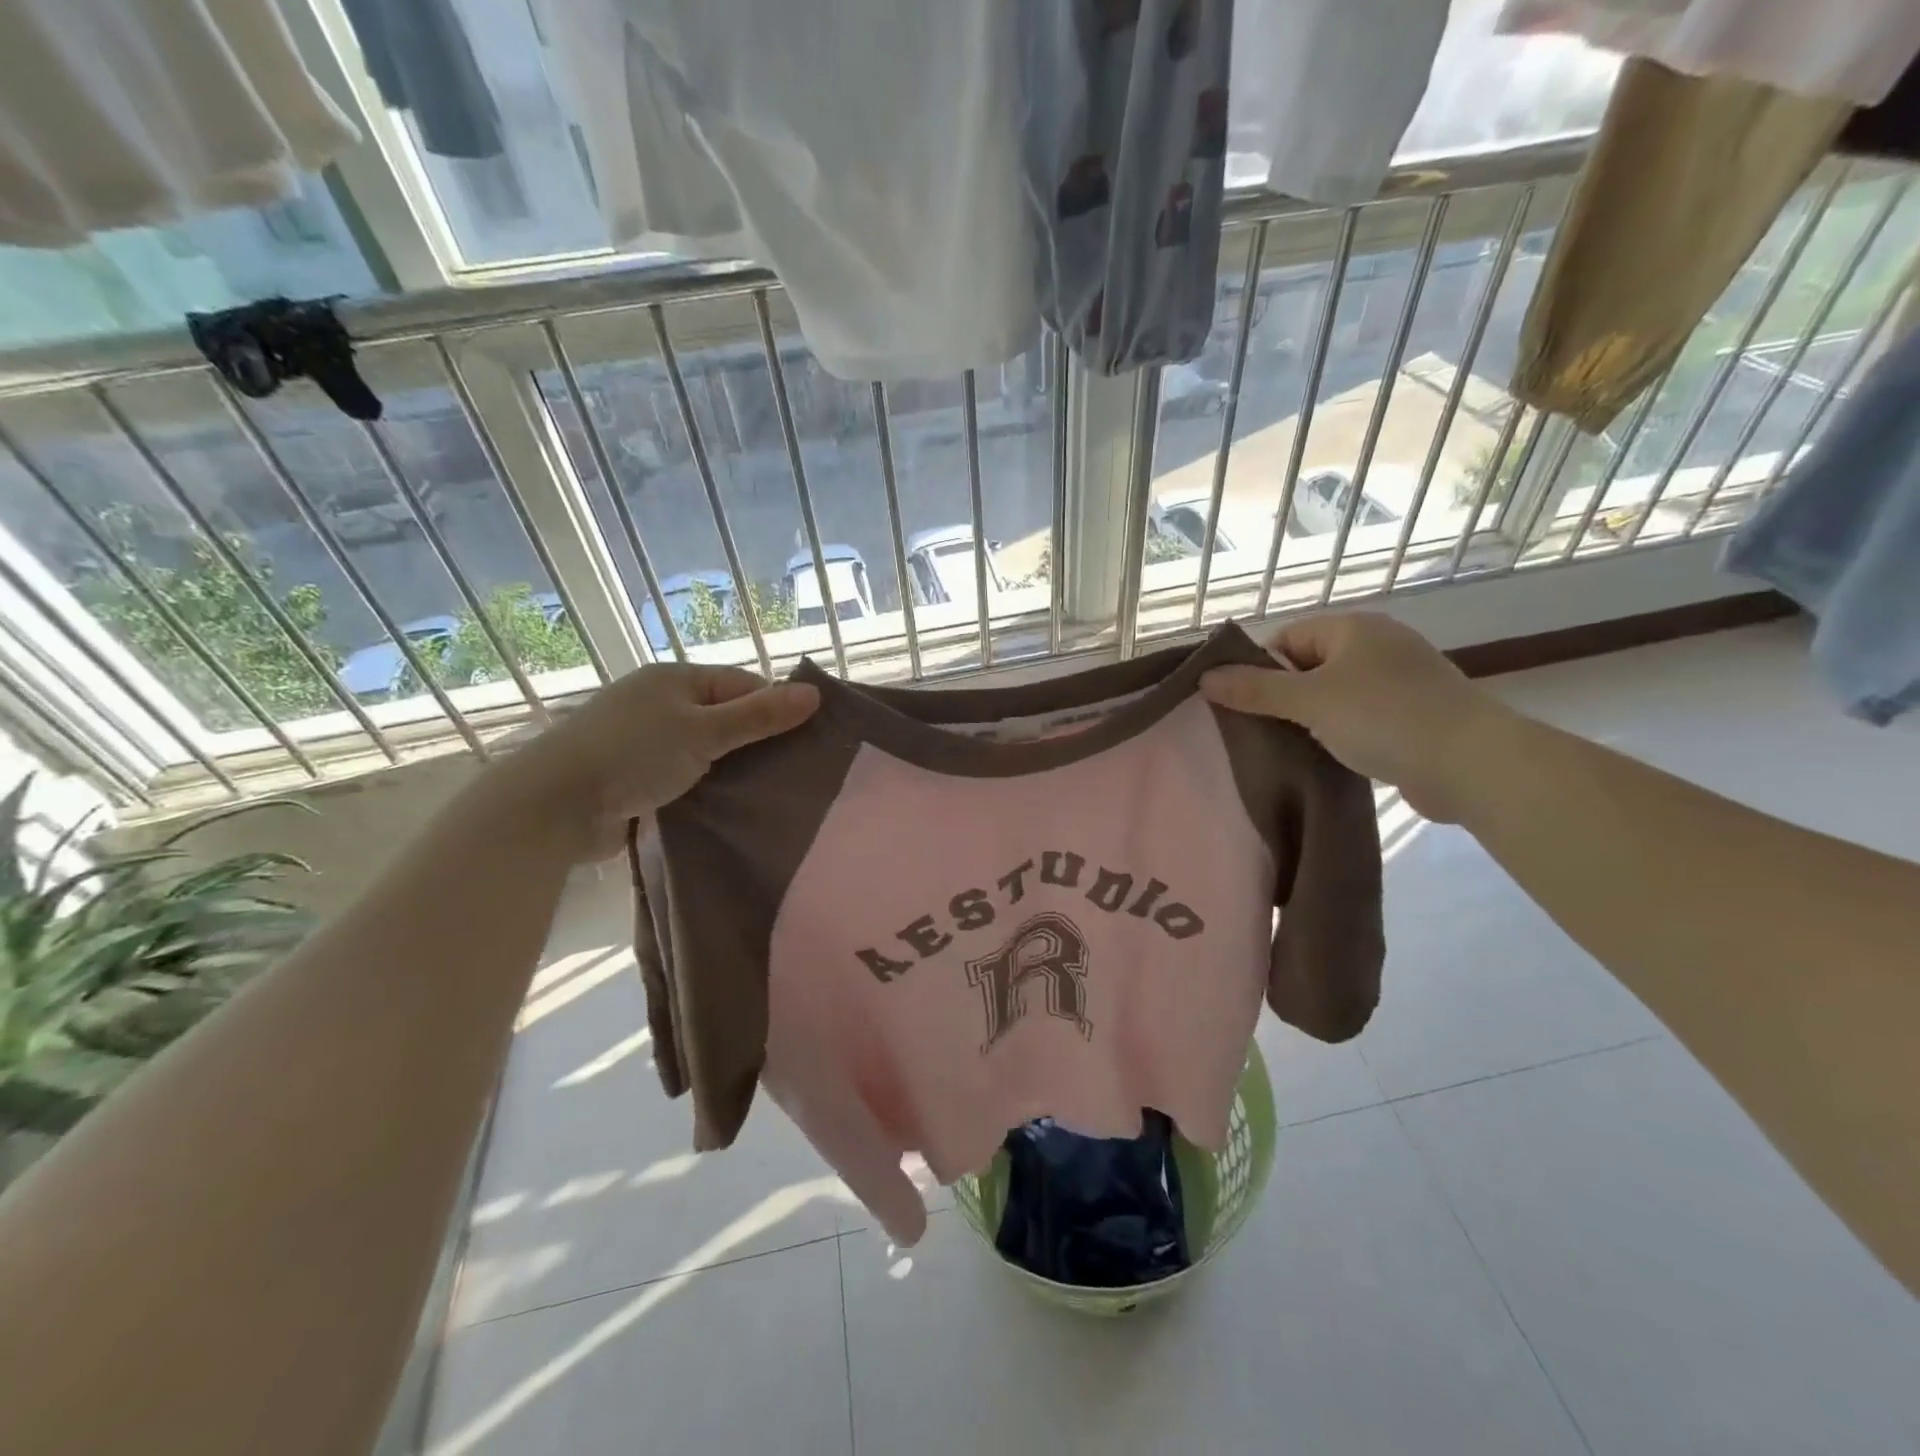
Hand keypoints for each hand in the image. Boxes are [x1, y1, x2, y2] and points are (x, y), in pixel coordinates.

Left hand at [495, 664, 819, 859]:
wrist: (554, 805)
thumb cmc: (632, 754)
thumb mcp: (704, 732)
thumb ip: (759, 716)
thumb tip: (815, 694)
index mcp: (675, 679)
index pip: (742, 685)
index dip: (774, 708)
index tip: (805, 740)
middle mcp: (658, 702)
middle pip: (724, 717)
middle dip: (755, 741)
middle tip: (791, 771)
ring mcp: (643, 740)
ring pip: (705, 750)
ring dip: (730, 768)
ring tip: (766, 792)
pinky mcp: (633, 775)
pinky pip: (683, 775)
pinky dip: (704, 787)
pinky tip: (727, 806)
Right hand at [1201, 612, 1509, 822]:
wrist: (1472, 763)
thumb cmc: (1383, 717)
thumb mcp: (1308, 700)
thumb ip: (1254, 689)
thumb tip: (1205, 677)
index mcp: (1354, 628)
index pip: (1286, 639)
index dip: (1260, 670)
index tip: (1245, 706)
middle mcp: (1378, 645)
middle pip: (1308, 666)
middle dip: (1283, 697)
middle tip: (1263, 730)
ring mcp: (1400, 680)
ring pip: (1334, 694)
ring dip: (1311, 718)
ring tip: (1291, 747)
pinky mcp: (1414, 714)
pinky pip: (1361, 716)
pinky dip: (1341, 732)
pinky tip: (1329, 756)